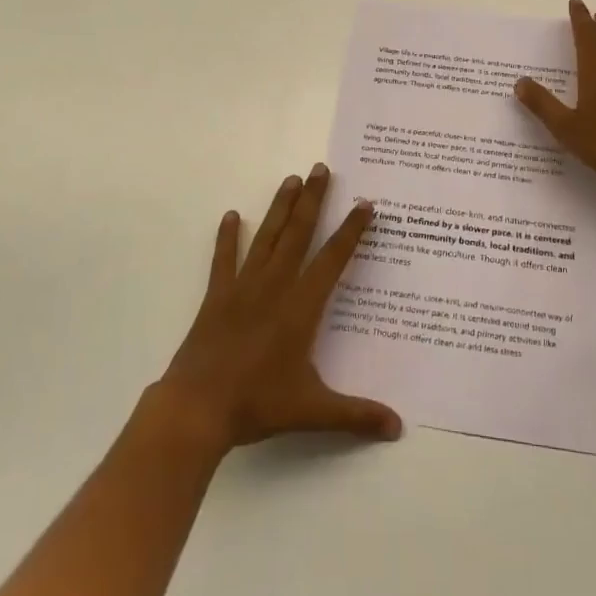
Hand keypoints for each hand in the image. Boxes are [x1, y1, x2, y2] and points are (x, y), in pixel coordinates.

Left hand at [154, 164, 401, 453]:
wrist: (197, 409)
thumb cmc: (258, 405)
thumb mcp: (313, 411)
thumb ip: (357, 415)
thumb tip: (398, 427)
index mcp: (301, 306)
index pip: (333, 259)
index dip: (351, 231)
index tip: (364, 204)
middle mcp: (275, 286)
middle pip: (298, 233)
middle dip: (313, 199)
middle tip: (321, 168)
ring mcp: (243, 287)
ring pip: (267, 237)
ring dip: (280, 207)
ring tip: (291, 179)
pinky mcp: (217, 297)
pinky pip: (224, 259)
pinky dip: (228, 237)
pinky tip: (232, 215)